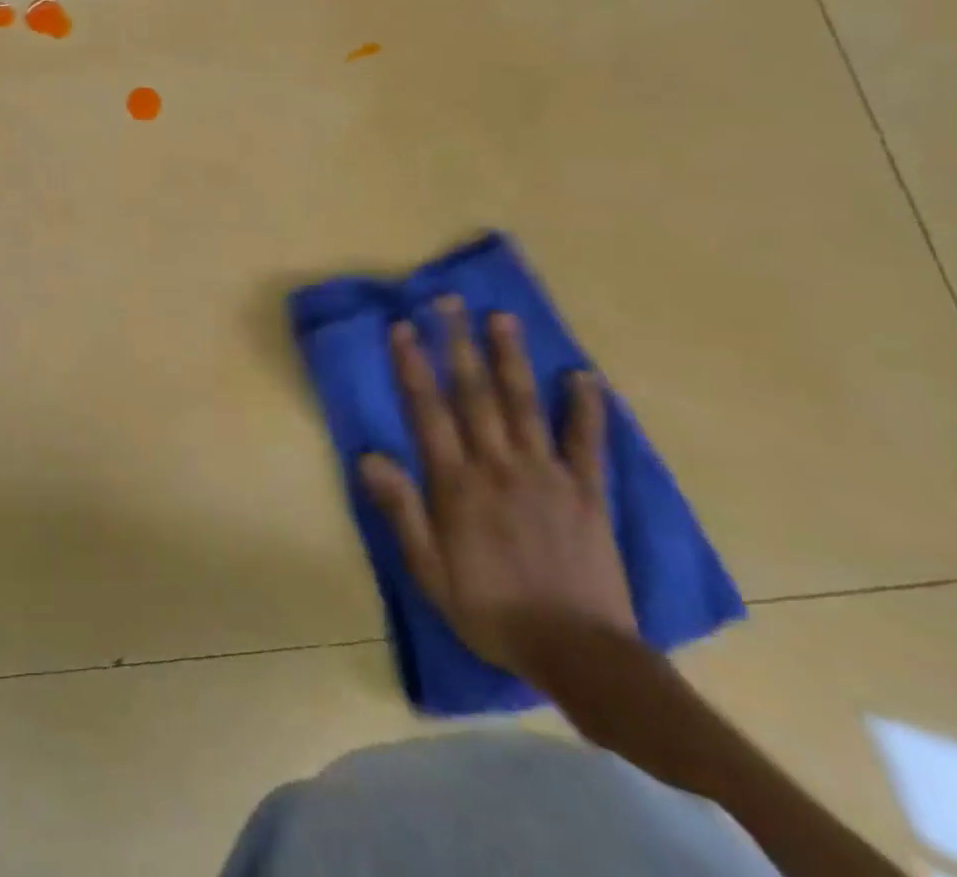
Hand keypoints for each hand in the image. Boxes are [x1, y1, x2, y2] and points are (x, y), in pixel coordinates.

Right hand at [358, 298, 636, 683]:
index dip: (413, 365)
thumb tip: (368, 455)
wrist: (580, 655)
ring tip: (503, 318)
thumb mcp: (429, 571)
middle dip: (458, 343)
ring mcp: (548, 475)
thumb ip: (401, 510)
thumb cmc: (491, 610)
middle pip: (475, 394)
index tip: (403, 326)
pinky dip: (586, 408)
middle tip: (450, 301)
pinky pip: (587, 443)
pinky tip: (583, 376)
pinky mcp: (588, 492)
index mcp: (457, 484)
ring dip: (511, 358)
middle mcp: (499, 466)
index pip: (428, 410)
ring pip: (524, 404)